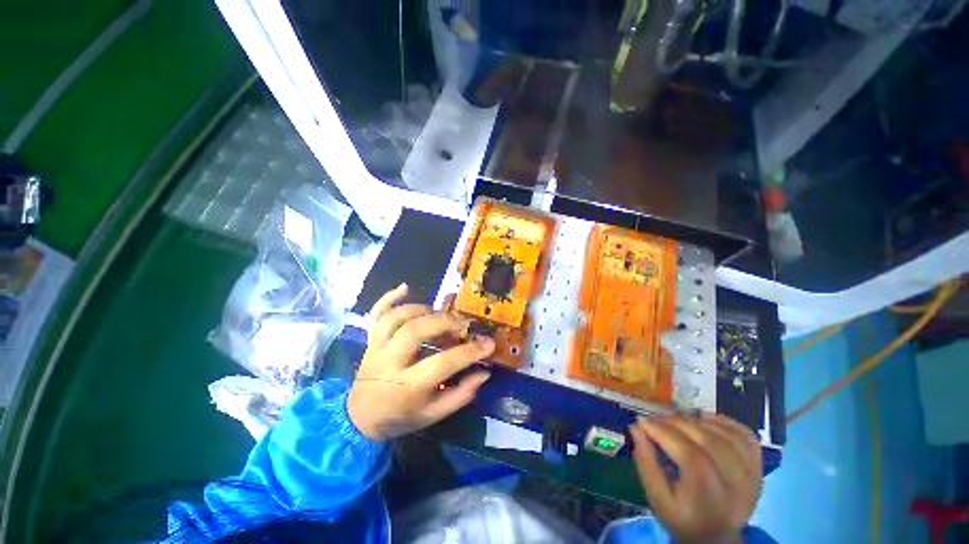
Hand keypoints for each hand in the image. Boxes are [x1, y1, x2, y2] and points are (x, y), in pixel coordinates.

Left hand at [347, 284, 494, 440]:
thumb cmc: (400, 418)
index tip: (488, 343)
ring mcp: (377, 348)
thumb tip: (484, 372)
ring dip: (422, 310)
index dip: (468, 352)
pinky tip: (405, 287)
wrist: (358, 419)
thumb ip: (460, 395)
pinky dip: (389, 297)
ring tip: (440, 315)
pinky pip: (376, 313)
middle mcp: (389, 363)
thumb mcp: (432, 415)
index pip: (442, 363)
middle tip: (462, 324)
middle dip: (444, 322)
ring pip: (396, 318)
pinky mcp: (370, 340)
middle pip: (415, 331)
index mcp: (406, 387)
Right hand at [630, 413, 762, 543]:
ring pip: (727, 436)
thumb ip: (646, 462)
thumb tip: (636, 428)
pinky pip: (747, 438)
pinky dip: (726, 422)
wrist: (717, 538)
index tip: (642, 420)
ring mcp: (752, 476)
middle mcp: (736, 485)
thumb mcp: (657, 498)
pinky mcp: (759, 470)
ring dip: (698, 421)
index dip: (663, 431)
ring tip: (677, 419)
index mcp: (709, 496)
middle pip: (709, 441)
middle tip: (656, 418)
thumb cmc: (682, 517)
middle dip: (677, 423)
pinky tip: (706, 419)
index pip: (689, 454)